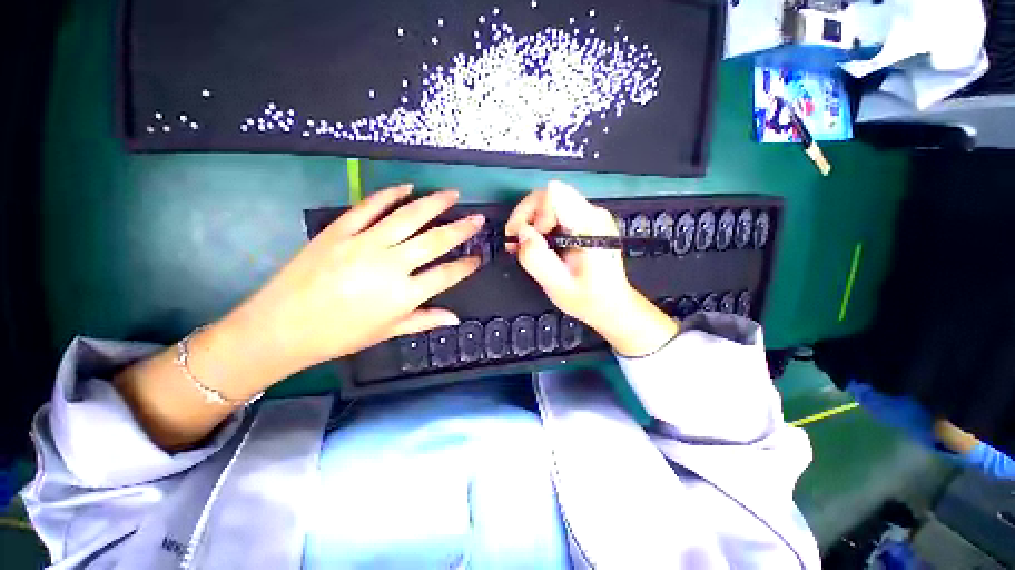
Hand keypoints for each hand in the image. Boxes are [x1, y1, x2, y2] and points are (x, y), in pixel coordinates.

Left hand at [218, 185, 484, 382]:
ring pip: (409, 216)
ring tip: (451, 194)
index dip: (467, 265)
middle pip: (435, 240)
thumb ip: (424, 321)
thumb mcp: (387, 332)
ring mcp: (365, 243)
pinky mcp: (340, 230)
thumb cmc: (339, 335)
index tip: (478, 257)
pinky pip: (370, 206)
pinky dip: (390, 195)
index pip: (447, 274)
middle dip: (461, 228)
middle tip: (477, 218)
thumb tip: (454, 318)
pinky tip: (407, 188)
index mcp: (404, 294)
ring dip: (434, 203)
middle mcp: (391, 265)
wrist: (281, 327)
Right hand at [505, 181, 677, 356]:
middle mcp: (592, 214)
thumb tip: (521, 232)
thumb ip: (537, 258)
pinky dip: (541, 225)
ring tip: (525, 246)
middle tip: (517, 243)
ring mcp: (590, 216)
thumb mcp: (558, 286)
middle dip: (527, 216)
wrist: (613, 305)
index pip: (553, 194)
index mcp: (589, 226)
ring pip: (550, 202)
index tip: (528, 237)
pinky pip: (556, 212)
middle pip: (548, 195)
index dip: (533, 212)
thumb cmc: (589, 299)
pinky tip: (539, 245)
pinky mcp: (586, 222)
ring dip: (532, 221)